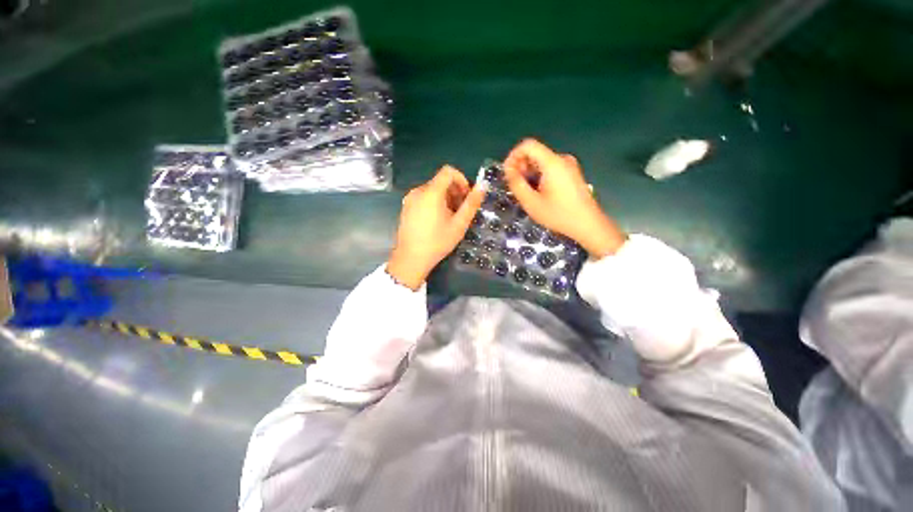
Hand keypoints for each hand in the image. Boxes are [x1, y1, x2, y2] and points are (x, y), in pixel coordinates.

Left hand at [387, 166, 484, 289]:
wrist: (410, 259)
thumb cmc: (437, 242)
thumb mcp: (459, 224)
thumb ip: (471, 204)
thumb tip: (483, 185)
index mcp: (431, 192)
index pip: (448, 171)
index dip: (461, 180)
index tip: (466, 196)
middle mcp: (418, 191)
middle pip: (440, 181)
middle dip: (454, 192)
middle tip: (461, 211)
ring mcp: (410, 199)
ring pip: (432, 190)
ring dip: (445, 199)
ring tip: (450, 218)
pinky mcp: (406, 207)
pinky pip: (424, 198)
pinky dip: (434, 203)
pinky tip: (437, 221)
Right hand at [503, 139, 625, 257]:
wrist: (588, 224)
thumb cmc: (558, 214)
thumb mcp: (531, 202)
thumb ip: (516, 184)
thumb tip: (508, 170)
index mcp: (552, 162)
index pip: (527, 145)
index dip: (513, 156)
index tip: (508, 174)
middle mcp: (561, 159)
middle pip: (535, 153)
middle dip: (521, 167)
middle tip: (516, 187)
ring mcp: (569, 166)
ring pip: (541, 162)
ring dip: (529, 174)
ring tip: (527, 193)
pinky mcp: (572, 173)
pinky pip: (550, 168)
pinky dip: (539, 176)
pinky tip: (539, 194)